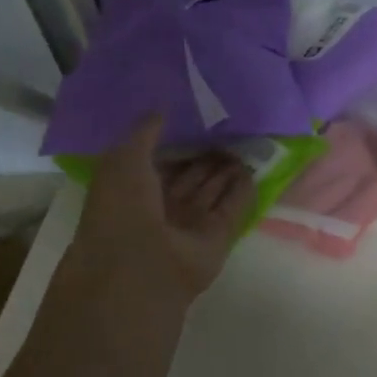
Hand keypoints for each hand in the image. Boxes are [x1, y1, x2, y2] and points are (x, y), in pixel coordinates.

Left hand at [70, 116, 254, 308]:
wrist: (142, 266)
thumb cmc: (123, 210)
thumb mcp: (122, 160)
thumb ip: (143, 134)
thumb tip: (161, 111)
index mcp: (132, 191)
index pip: (159, 162)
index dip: (176, 142)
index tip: (197, 119)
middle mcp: (161, 209)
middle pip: (189, 177)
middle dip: (206, 155)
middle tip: (228, 128)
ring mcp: (190, 225)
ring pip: (212, 191)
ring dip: (226, 170)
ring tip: (245, 142)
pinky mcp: (218, 238)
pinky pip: (234, 208)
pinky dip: (243, 190)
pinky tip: (253, 168)